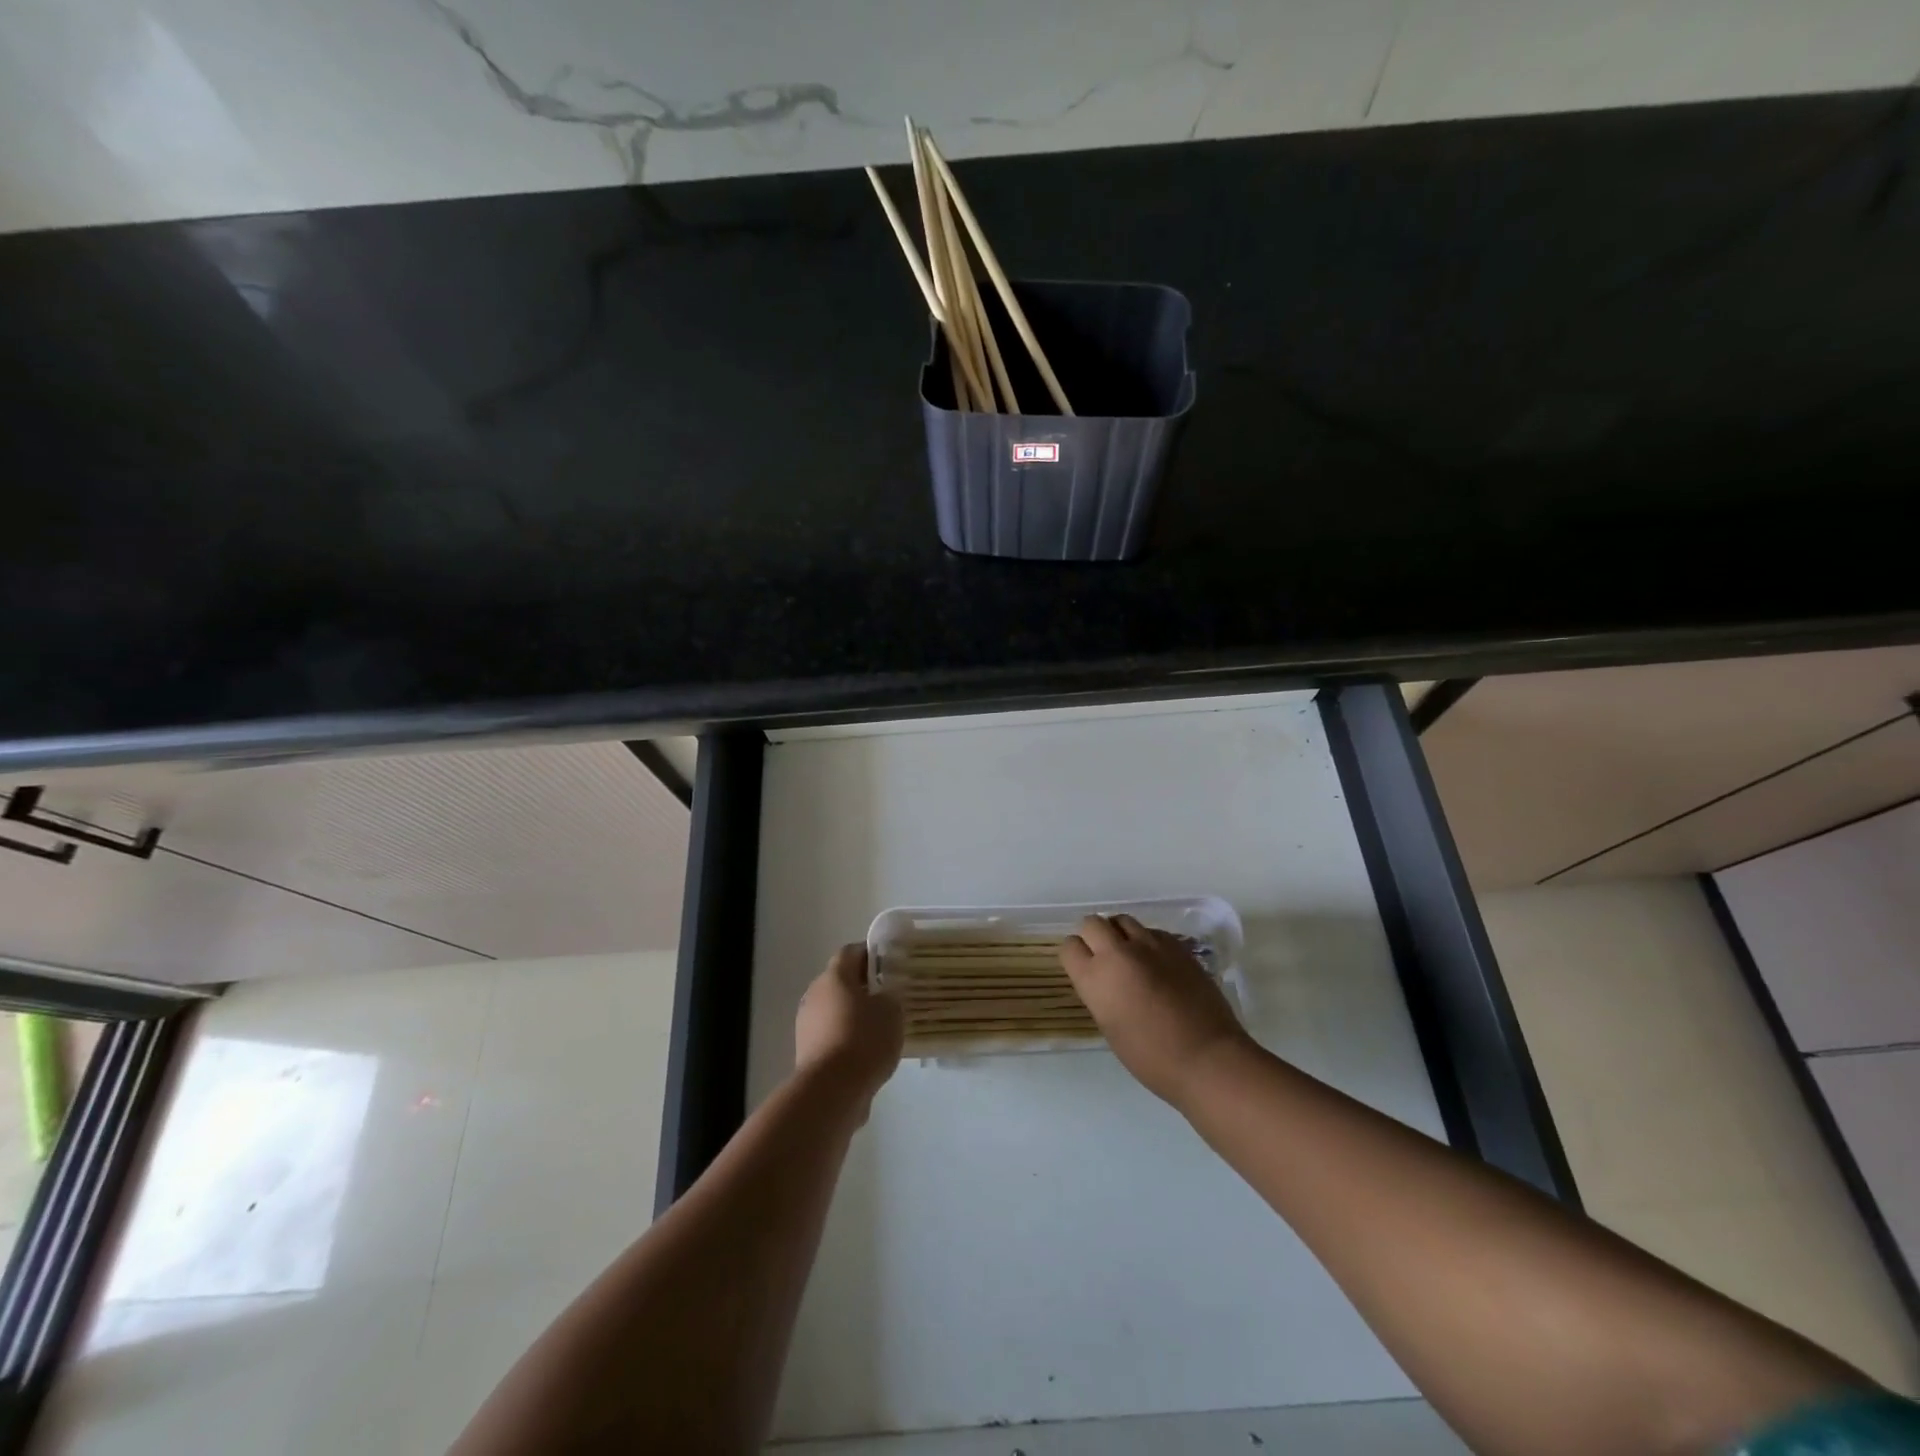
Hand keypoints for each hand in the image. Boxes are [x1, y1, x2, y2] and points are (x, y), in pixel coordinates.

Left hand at [795, 944, 903, 1116]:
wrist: (831, 1090)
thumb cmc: (864, 1040)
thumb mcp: (892, 1012)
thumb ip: (890, 997)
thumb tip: (884, 997)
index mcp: (834, 976)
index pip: (851, 952)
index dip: (871, 954)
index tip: (890, 962)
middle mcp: (815, 994)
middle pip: (841, 981)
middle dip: (864, 986)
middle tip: (889, 996)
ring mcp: (806, 1023)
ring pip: (835, 1009)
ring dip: (854, 1014)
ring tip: (881, 1028)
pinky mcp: (806, 1051)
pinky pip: (831, 1034)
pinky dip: (846, 1037)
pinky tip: (866, 1052)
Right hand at [1060, 914, 1252, 1107]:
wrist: (1206, 1057)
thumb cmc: (1151, 1057)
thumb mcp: (1110, 1027)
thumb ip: (1100, 994)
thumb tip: (1104, 981)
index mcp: (1095, 979)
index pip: (1069, 947)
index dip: (1075, 955)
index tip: (1082, 966)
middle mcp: (1117, 953)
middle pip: (1092, 923)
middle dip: (1093, 936)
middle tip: (1104, 956)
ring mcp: (1149, 945)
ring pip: (1122, 920)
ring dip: (1120, 934)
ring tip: (1130, 954)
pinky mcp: (1176, 945)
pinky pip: (1151, 931)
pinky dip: (1147, 941)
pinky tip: (1157, 963)